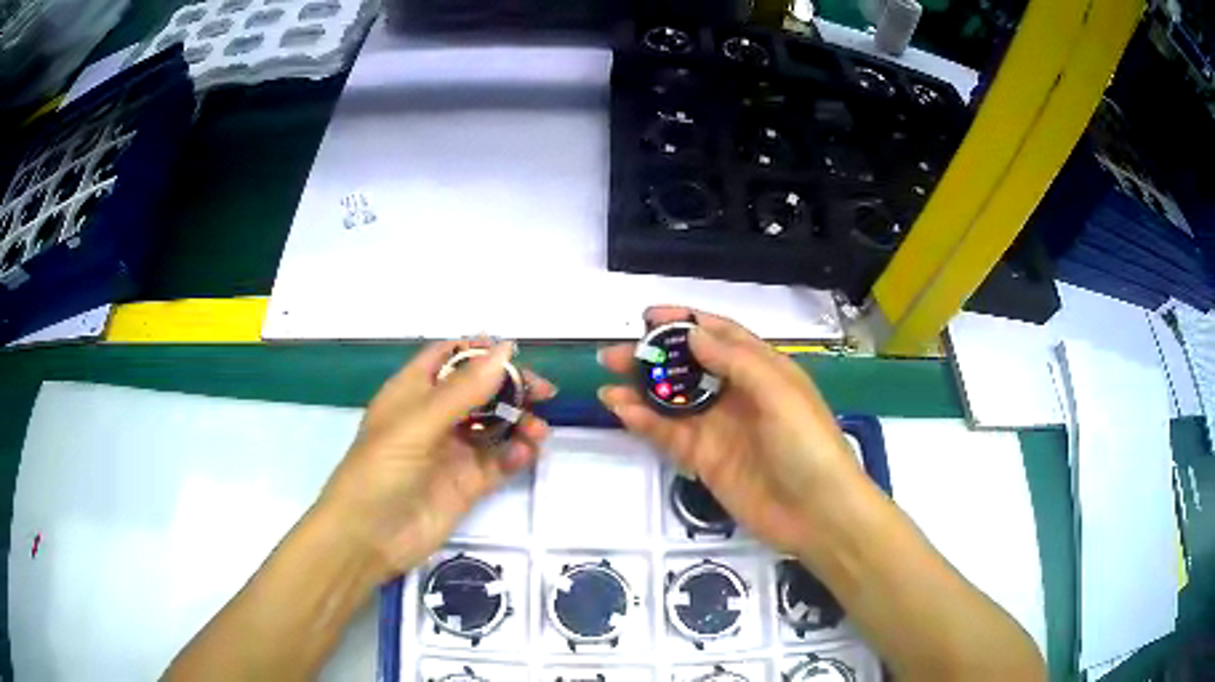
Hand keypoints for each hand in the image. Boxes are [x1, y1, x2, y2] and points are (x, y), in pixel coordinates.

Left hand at [319, 340, 555, 579]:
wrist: (368, 538)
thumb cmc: (381, 470)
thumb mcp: (418, 424)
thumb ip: (464, 390)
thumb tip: (506, 349)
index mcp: (413, 391)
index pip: (450, 356)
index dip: (480, 351)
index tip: (515, 355)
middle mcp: (434, 417)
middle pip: (480, 390)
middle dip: (511, 388)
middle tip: (544, 393)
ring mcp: (451, 451)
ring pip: (494, 426)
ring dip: (519, 423)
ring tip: (538, 432)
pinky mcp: (466, 484)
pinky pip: (497, 462)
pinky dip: (515, 455)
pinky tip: (525, 456)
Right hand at [598, 307, 866, 556]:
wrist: (817, 514)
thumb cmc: (807, 445)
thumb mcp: (779, 394)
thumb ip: (736, 362)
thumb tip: (693, 333)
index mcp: (763, 370)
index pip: (720, 335)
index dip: (685, 322)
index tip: (649, 317)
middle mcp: (738, 395)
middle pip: (689, 367)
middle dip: (653, 357)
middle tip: (614, 354)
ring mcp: (720, 429)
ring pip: (673, 402)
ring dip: (641, 390)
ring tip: (607, 381)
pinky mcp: (706, 461)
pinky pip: (670, 436)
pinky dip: (645, 423)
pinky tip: (622, 411)